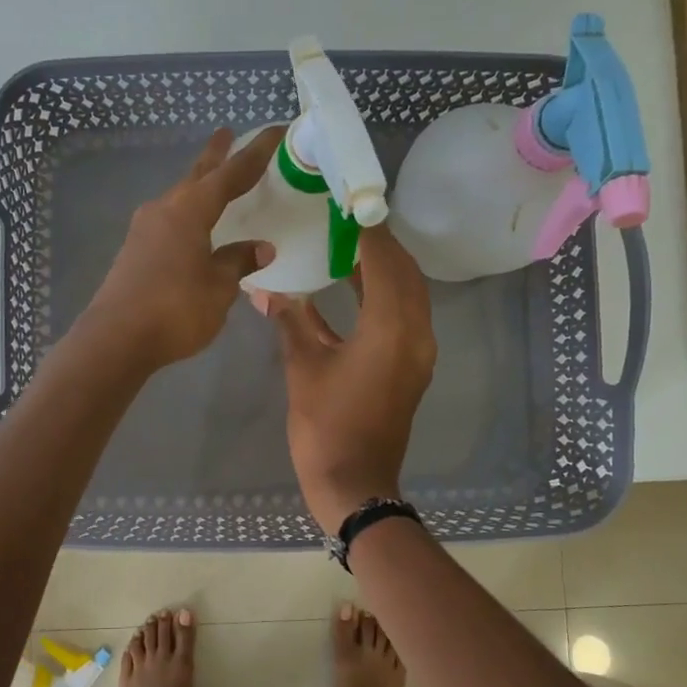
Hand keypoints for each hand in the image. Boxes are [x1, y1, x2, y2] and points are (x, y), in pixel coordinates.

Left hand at [80, 126, 281, 369]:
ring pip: (178, 198)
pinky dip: (185, 214)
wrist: (116, 338)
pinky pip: (167, 221)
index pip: (230, 174)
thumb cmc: (175, 308)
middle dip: (215, 156)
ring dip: (196, 186)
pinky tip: (189, 227)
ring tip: (211, 182)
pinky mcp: (133, 252)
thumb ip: (238, 262)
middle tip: (226, 134)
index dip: (254, 154)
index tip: (274, 131)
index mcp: (190, 210)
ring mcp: (143, 230)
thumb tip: (261, 248)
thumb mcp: (218, 287)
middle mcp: (164, 210)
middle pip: (196, 176)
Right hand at [267, 226, 436, 534]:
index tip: (346, 202)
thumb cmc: (325, 426)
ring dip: (384, 269)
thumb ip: (292, 321)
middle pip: (406, 274)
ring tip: (348, 247)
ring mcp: (418, 353)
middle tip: (345, 222)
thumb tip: (268, 289)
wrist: (354, 483)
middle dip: (380, 245)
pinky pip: (404, 317)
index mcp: (391, 328)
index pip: (385, 261)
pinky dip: (383, 296)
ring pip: (408, 295)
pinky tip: (353, 289)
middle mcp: (416, 333)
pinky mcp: (411, 368)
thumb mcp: (303, 368)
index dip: (367, 230)